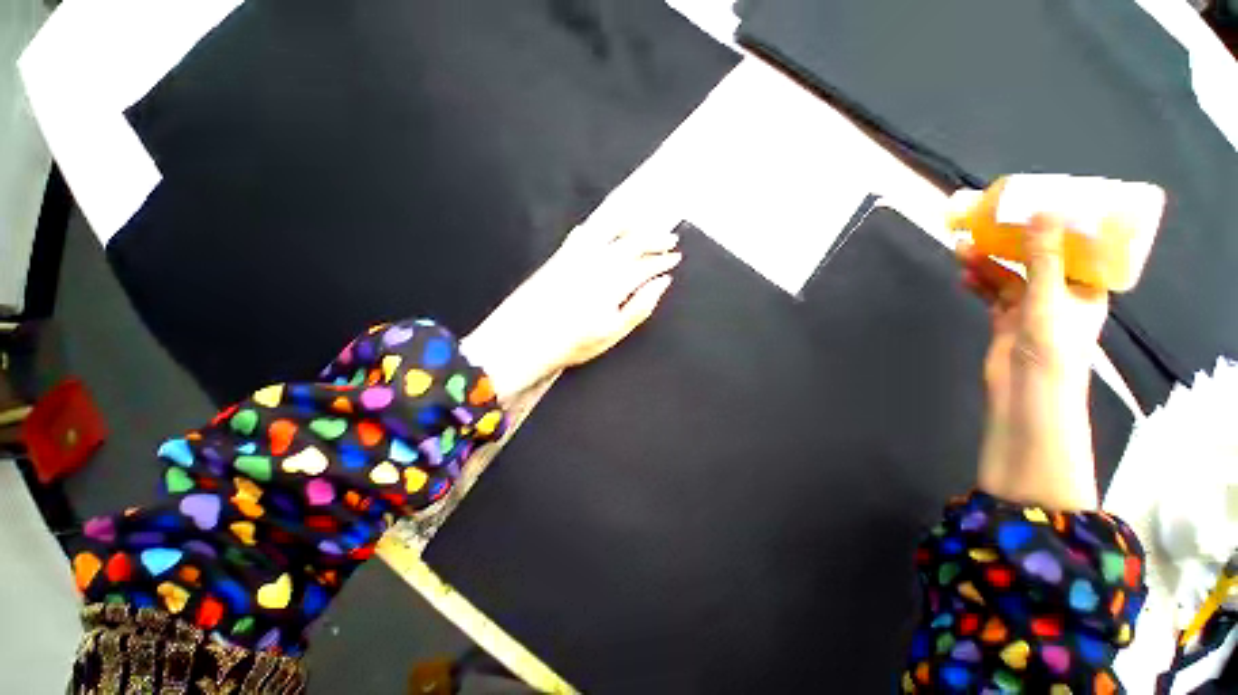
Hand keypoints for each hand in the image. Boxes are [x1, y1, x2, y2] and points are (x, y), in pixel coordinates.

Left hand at [461, 224, 680, 405]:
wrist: (524, 340)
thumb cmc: (573, 342)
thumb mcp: (614, 332)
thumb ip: (641, 305)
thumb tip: (662, 283)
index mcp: (613, 281)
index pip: (645, 264)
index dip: (663, 260)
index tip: (675, 258)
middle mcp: (597, 261)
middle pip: (632, 241)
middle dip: (655, 237)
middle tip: (670, 238)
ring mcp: (576, 256)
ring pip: (610, 230)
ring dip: (631, 223)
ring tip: (645, 220)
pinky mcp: (559, 257)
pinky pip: (582, 234)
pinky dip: (597, 227)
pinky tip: (603, 227)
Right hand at [958, 215, 1108, 510]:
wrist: (1026, 393)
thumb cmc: (1052, 347)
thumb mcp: (1049, 298)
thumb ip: (1044, 257)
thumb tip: (1044, 210)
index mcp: (1085, 288)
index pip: (1077, 248)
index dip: (1061, 226)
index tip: (1040, 204)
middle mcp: (1060, 294)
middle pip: (1036, 259)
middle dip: (1012, 243)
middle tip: (989, 223)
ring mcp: (1031, 309)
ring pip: (1008, 277)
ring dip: (987, 263)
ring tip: (962, 247)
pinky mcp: (1006, 321)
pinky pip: (991, 295)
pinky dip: (978, 284)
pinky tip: (963, 274)